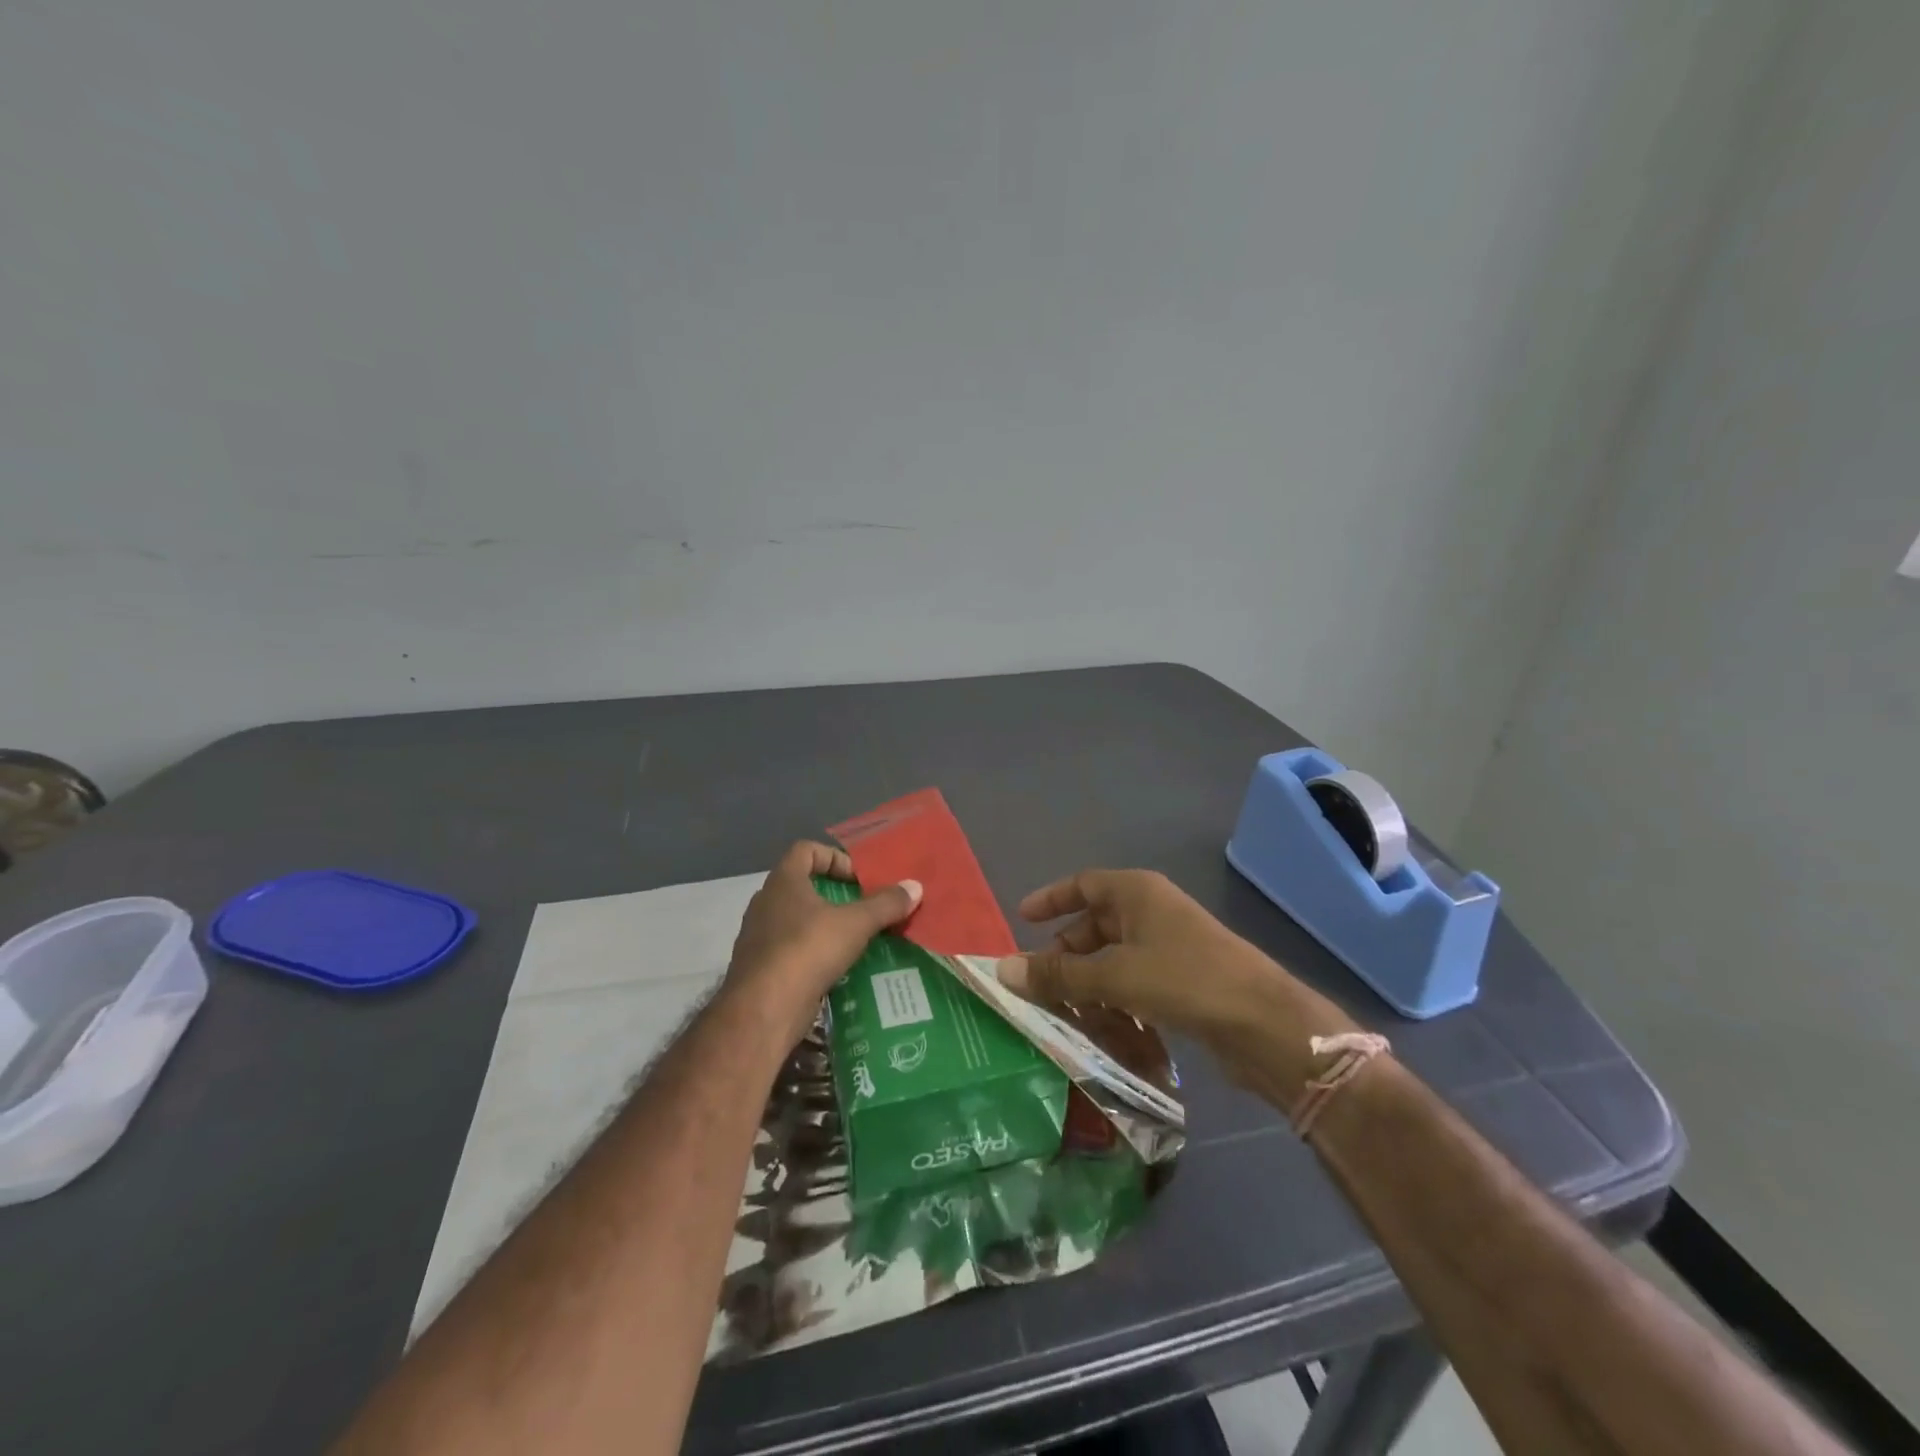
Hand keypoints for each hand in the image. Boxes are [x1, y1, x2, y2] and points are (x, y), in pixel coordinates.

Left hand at [724, 841, 921, 1047]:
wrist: (762, 1010)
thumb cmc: (807, 951)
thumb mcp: (855, 924)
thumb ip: (885, 904)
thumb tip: (915, 886)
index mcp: (783, 882)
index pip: (805, 850)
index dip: (835, 857)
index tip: (858, 879)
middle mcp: (766, 903)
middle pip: (802, 885)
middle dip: (835, 895)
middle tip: (863, 908)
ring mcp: (759, 936)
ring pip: (797, 920)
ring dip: (825, 926)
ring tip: (856, 940)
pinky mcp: (761, 968)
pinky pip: (792, 950)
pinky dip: (814, 953)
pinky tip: (837, 968)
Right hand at [998, 869, 1354, 1092]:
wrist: (1265, 1024)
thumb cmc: (1184, 980)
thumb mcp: (1114, 976)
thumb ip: (1058, 974)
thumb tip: (1003, 969)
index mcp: (1136, 893)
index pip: (1083, 884)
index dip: (1051, 899)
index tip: (1022, 919)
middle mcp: (1152, 913)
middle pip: (1095, 926)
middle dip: (1067, 957)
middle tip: (1041, 986)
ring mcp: (1170, 948)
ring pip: (1114, 961)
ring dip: (1091, 989)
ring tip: (1072, 1020)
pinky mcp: (1184, 982)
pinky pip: (1136, 986)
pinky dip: (1119, 1005)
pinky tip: (1111, 1036)